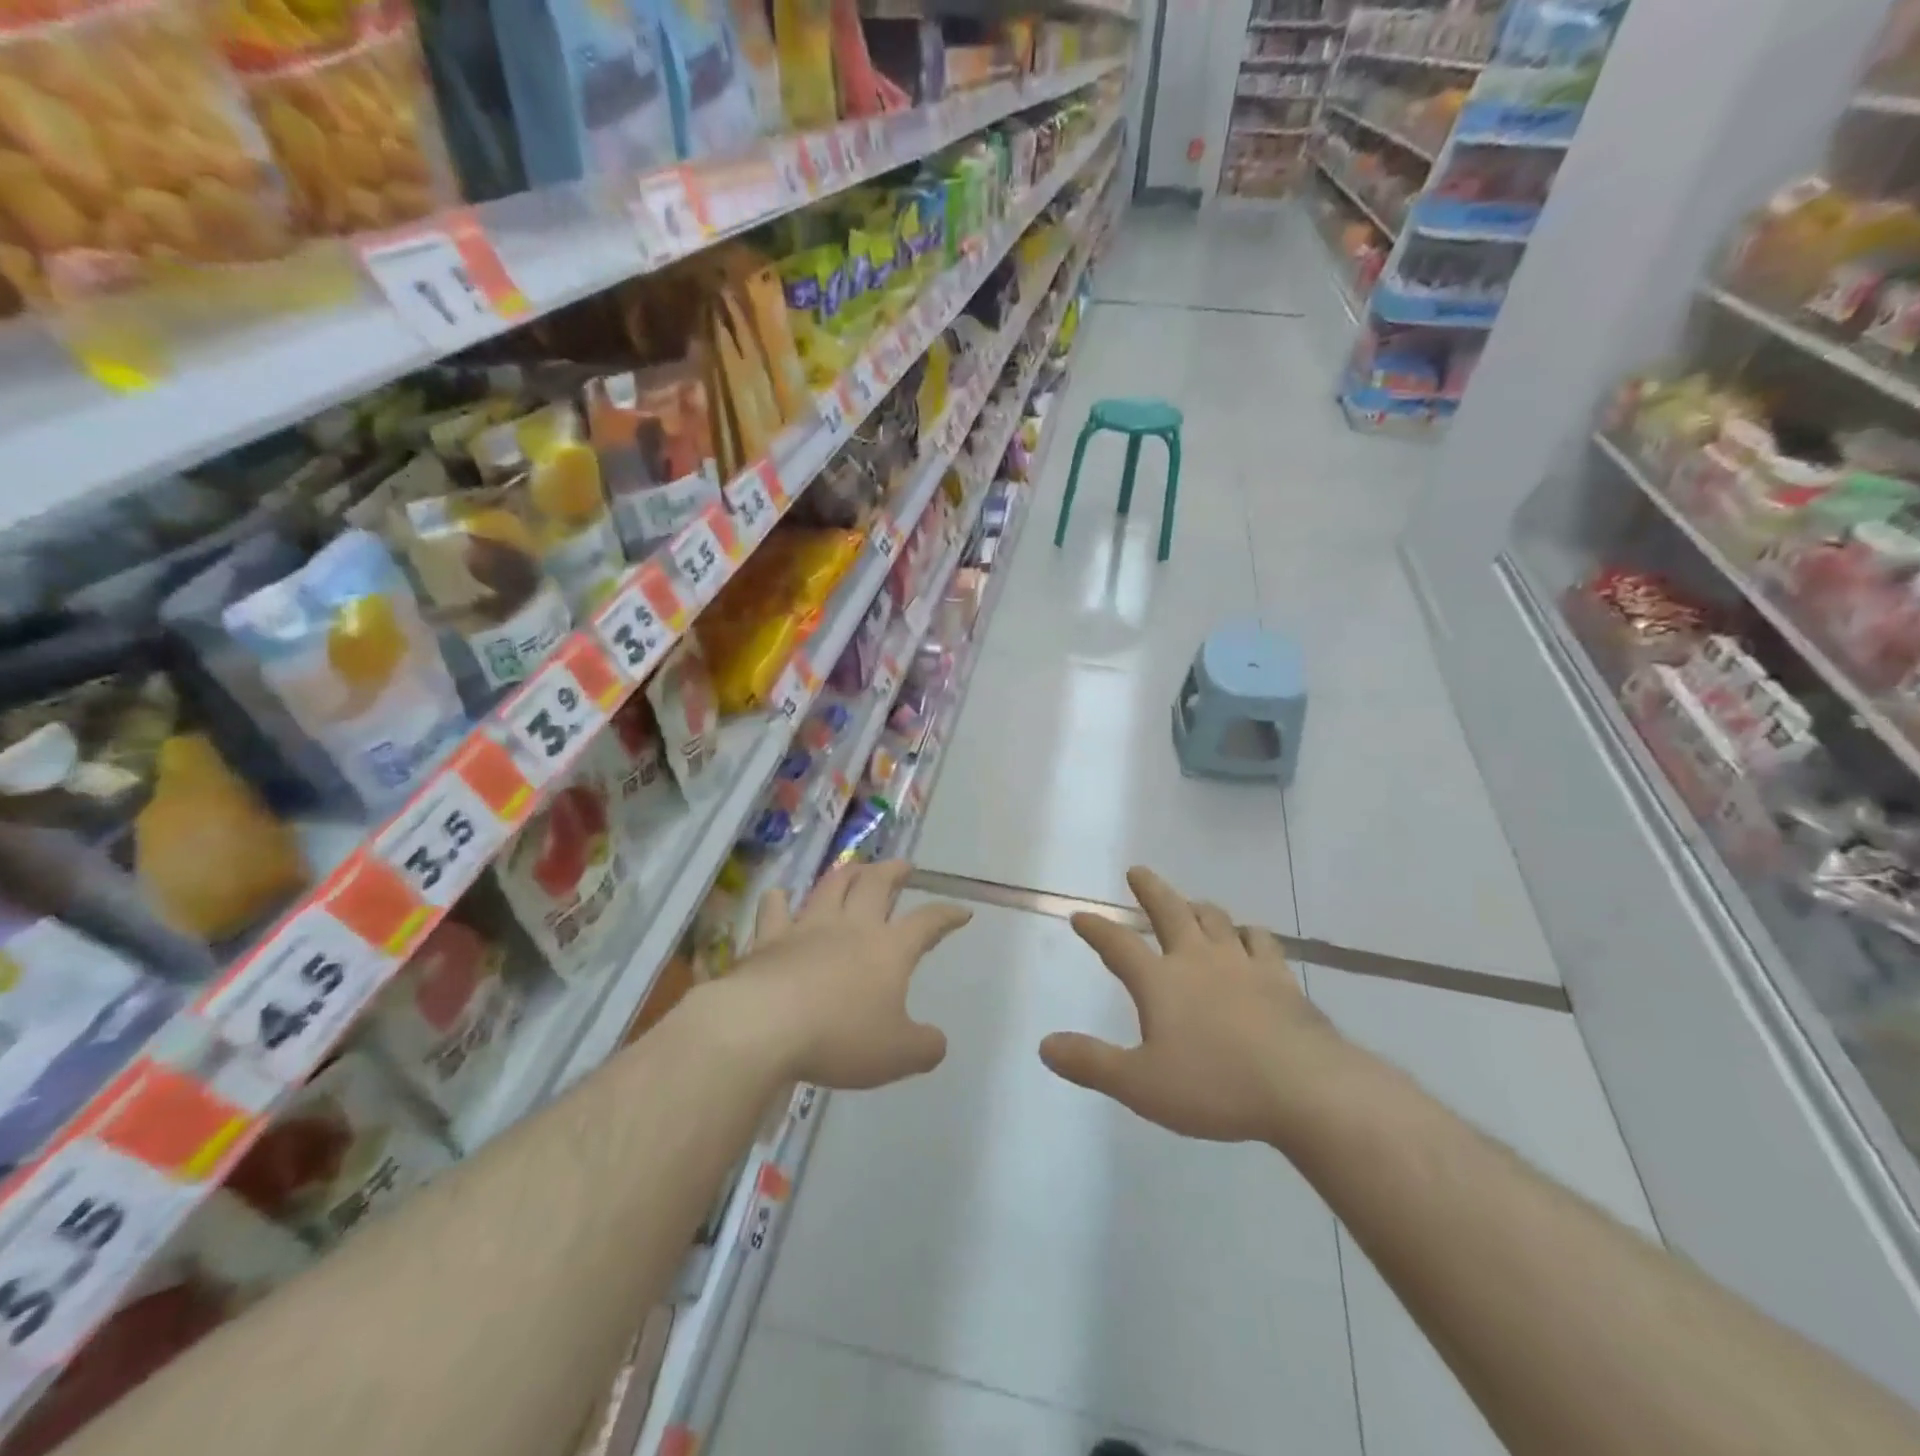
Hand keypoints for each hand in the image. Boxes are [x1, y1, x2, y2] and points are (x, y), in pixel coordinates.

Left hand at [723, 860, 970, 1089]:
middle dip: (894, 871)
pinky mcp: (770, 938)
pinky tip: (779, 895)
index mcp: (889, 949)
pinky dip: (779, 900)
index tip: (962, 911)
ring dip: (848, 872)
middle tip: (903, 866)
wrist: (766, 1025)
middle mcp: (852, 927)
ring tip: (856, 866)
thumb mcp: (897, 1055)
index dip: (947, 915)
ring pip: (832, 886)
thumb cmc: (840, 1037)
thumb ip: (924, 1047)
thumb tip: (937, 1041)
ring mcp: (809, 927)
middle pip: (877, 884)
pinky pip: (775, 910)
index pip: (927, 923)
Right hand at [1039, 867, 1347, 1142]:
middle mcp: (1197, 959)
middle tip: (1137, 871)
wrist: (1304, 1088)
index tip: (1080, 915)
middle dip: (1149, 889)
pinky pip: (1259, 940)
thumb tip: (1044, 1045)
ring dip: (1197, 907)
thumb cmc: (1215, 1086)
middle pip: (1169, 911)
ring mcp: (1242, 963)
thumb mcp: (1140, 1084)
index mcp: (1160, 981)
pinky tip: (1248, 938)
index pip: (1118, 945)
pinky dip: (1247, 933)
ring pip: (1214, 919)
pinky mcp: (1280, 977)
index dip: (1096, 929)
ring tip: (1190, 904)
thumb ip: (1091, 1063)